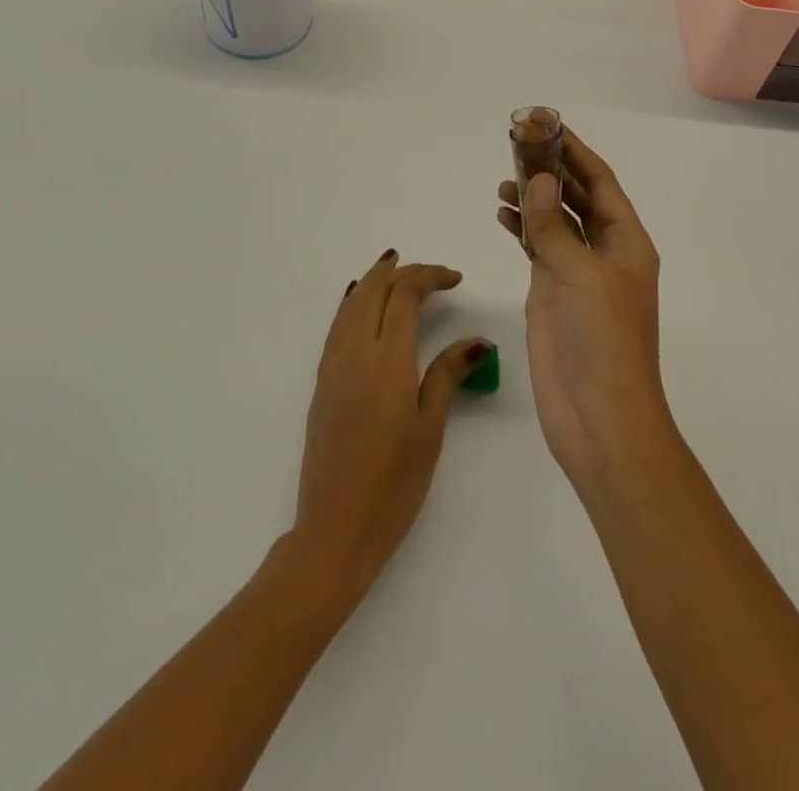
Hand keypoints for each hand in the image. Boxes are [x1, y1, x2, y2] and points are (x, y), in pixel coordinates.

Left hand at [293, 250, 490, 596]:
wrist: (335, 528)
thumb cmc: (394, 484)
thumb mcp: (430, 429)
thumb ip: (448, 375)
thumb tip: (476, 339)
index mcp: (388, 361)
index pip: (405, 295)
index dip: (430, 277)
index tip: (455, 279)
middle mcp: (355, 353)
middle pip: (375, 290)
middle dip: (403, 272)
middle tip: (432, 274)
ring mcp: (333, 366)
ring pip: (352, 304)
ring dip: (375, 280)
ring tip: (395, 269)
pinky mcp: (322, 382)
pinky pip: (338, 325)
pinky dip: (354, 303)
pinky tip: (359, 302)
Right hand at [496, 130, 669, 493]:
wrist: (598, 419)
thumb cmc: (604, 343)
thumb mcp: (581, 278)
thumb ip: (554, 228)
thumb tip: (539, 180)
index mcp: (627, 243)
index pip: (600, 183)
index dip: (575, 152)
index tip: (547, 125)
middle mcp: (604, 252)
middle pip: (576, 197)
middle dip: (550, 168)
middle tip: (516, 142)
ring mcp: (576, 273)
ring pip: (554, 220)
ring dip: (533, 196)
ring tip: (503, 178)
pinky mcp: (552, 293)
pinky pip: (537, 247)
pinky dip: (521, 228)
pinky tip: (502, 213)